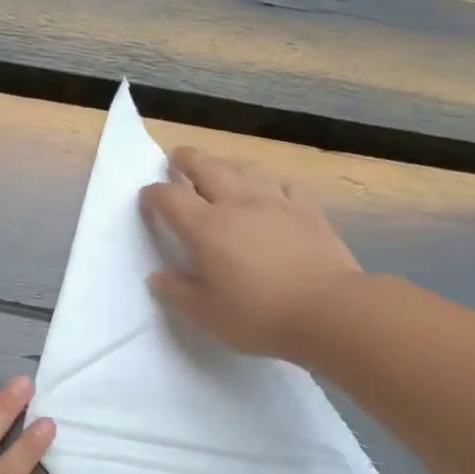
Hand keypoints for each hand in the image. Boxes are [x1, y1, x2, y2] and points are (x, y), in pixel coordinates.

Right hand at [140, 147, 361, 359]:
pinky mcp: (308, 210)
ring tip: (220, 170)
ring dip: (227, 165)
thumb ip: (178, 292)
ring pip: (245, 170)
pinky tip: (272, 194)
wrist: (327, 310)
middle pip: (207, 168)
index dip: (154, 194)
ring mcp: (276, 203)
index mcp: (206, 229)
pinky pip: (284, 186)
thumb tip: (157, 277)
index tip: (147, 196)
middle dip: (187, 160)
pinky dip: (270, 185)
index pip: (171, 198)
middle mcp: (238, 205)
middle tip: (177, 158)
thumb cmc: (258, 316)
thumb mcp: (207, 314)